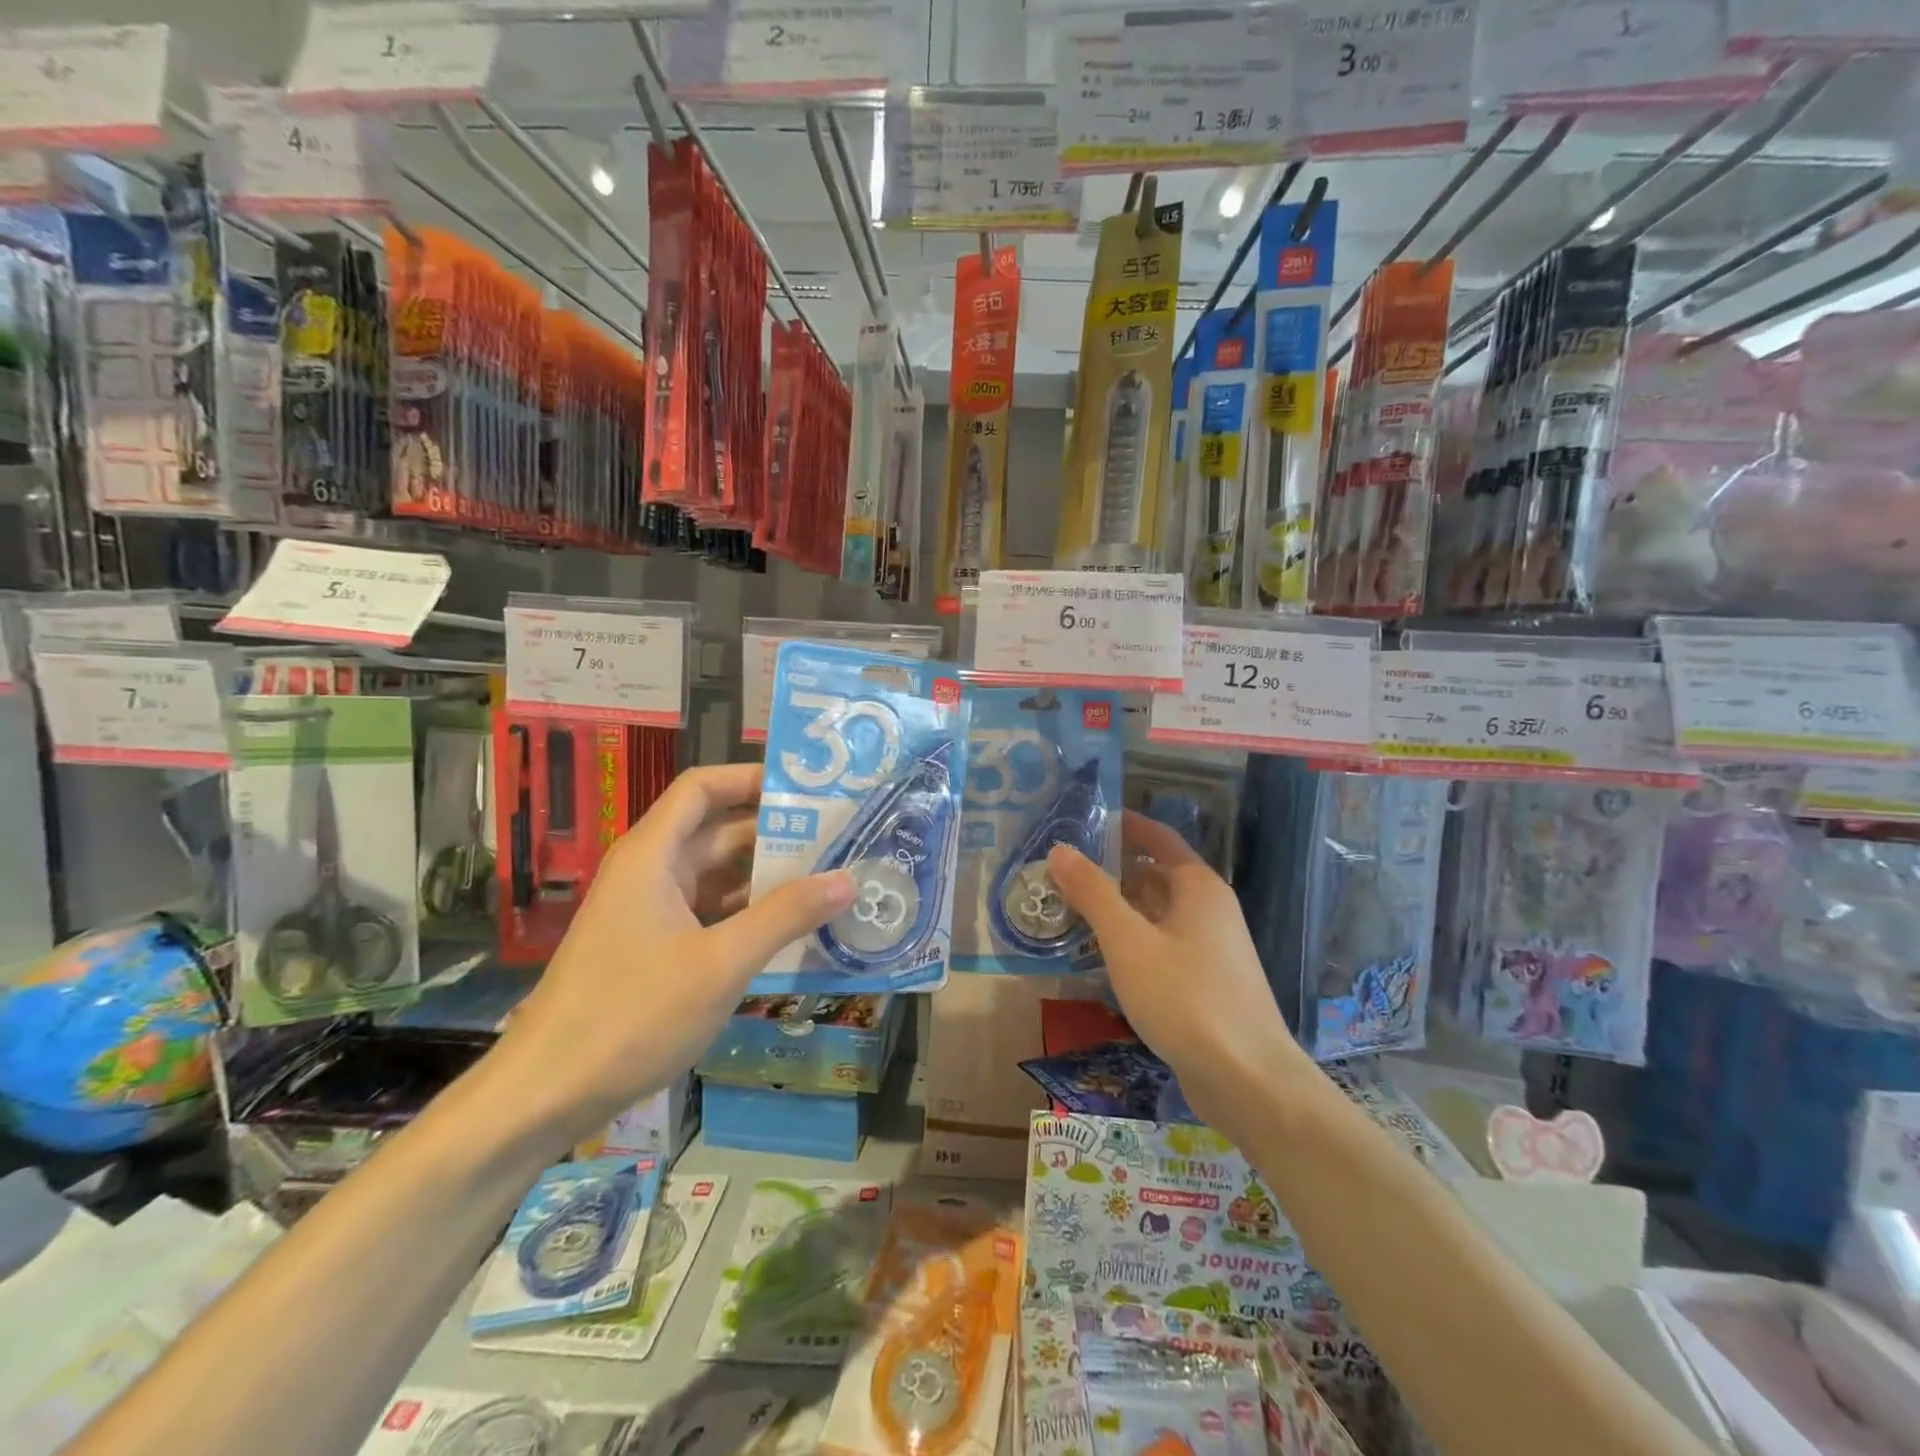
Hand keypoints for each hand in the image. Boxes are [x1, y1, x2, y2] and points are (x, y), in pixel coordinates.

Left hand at [491, 764, 855, 1142]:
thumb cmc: (631, 1015)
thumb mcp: (720, 963)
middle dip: (776, 833)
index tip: (807, 790)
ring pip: (717, 877)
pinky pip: (710, 914)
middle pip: (718, 831)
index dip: (752, 779)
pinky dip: (748, 915)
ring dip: (767, 877)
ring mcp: (651, 913)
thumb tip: (847, 878)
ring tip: (829, 879)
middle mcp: (651, 873)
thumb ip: (785, 916)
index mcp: (653, 855)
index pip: (703, 788)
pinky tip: (792, 930)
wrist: (546, 1094)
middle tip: (839, 839)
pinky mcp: (654, 949)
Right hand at [1048, 812, 1307, 1132]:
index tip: (1082, 823)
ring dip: (1120, 909)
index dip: (1123, 827)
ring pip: (1159, 914)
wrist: (1248, 1080)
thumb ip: (1093, 893)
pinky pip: (1164, 945)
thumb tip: (1060, 849)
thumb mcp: (1128, 941)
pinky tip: (1103, 958)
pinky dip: (1134, 941)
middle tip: (1063, 873)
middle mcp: (1210, 909)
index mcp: (1198, 886)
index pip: (1158, 838)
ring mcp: (1213, 948)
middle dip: (1112, 870)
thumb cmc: (1185, 998)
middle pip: (1157, 875)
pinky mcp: (1209, 984)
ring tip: (1071, 911)